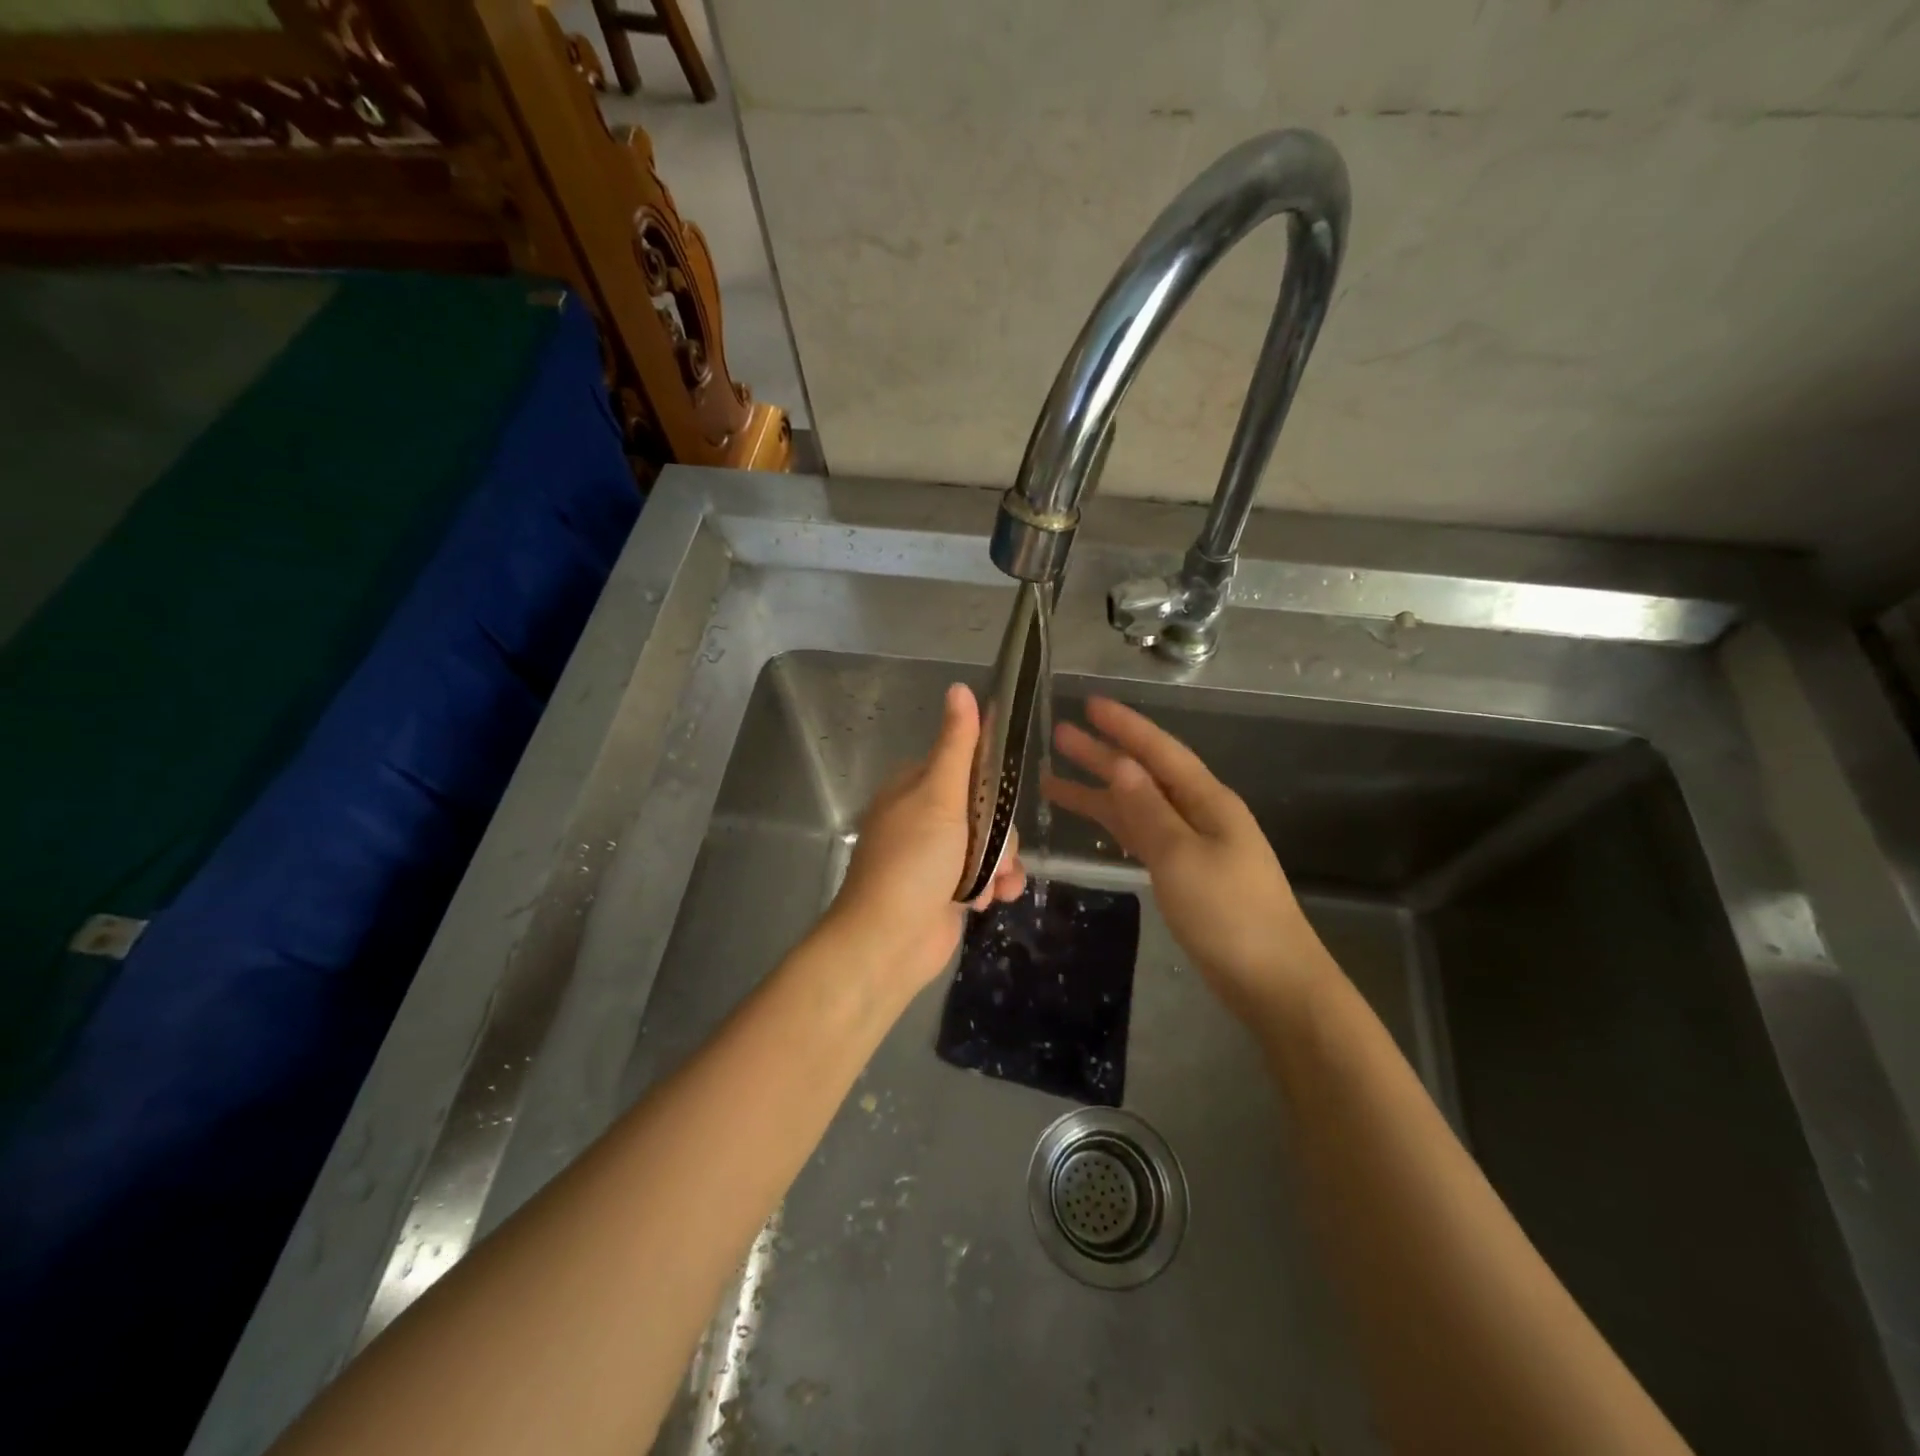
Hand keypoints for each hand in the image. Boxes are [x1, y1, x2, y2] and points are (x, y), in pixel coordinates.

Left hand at [826, 683, 1025, 992]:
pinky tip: (992, 901)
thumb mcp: (939, 795)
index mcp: (917, 786)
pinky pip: (988, 875)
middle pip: (987, 807)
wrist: (889, 941)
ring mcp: (939, 855)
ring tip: (993, 884)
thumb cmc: (914, 861)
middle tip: (993, 851)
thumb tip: (960, 687)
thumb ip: (957, 744)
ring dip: (1001, 864)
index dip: (992, 781)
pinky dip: (995, 887)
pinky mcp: (951, 888)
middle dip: (1000, 833)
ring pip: (993, 843)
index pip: (968, 764)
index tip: (1003, 796)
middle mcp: (927, 816)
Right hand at [1043, 696, 1334, 1026]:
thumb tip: (1120, 764)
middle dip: (1102, 754)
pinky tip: (1094, 820)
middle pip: (1144, 775)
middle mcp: (1200, 814)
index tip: (1089, 704)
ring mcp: (1193, 845)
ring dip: (1100, 792)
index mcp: (1208, 801)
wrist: (1272, 982)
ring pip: (1138, 807)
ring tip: (1052, 780)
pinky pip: (1143, 836)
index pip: (1159, 751)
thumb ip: (1148, 810)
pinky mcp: (1186, 874)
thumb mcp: (1181, 857)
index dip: (1124, 726)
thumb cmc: (1228, 914)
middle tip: (1059, 735)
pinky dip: (1115, 825)